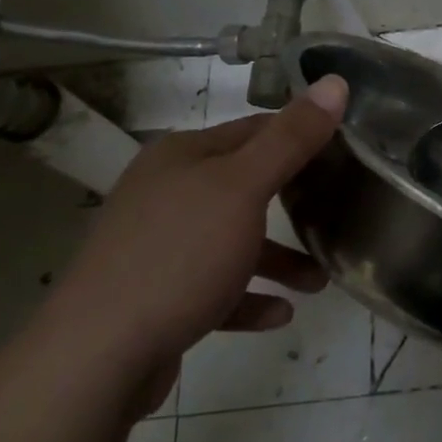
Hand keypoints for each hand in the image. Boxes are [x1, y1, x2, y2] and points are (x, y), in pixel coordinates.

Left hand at [42, 75, 348, 403]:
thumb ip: (292, 138)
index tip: (345, 154)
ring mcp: (157, 246)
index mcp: (182, 156)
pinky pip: (214, 287)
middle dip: (293, 203)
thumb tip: (335, 81)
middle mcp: (166, 192)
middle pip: (244, 186)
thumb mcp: (244, 188)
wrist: (95, 359)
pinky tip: (281, 314)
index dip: (300, 137)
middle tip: (337, 211)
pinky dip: (248, 296)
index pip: (254, 130)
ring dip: (277, 258)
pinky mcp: (156, 296)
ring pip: (231, 240)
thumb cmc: (179, 255)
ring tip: (319, 281)